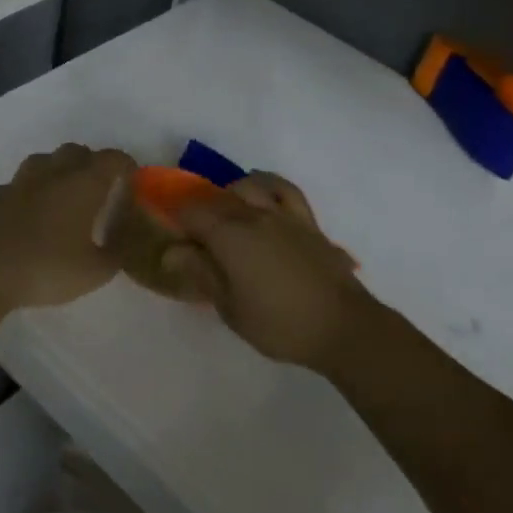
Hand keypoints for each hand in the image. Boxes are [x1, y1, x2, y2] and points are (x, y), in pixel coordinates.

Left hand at [0, 143, 136, 315]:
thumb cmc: (45, 268)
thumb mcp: (94, 272)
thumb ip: (114, 256)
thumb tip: (121, 245)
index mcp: (83, 184)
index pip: (112, 159)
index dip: (126, 165)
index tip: (133, 179)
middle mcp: (52, 173)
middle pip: (76, 152)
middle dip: (91, 163)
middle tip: (99, 187)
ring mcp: (19, 182)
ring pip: (44, 161)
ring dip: (58, 170)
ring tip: (64, 195)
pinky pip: (19, 184)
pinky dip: (31, 191)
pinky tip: (30, 213)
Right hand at [171, 172, 373, 370]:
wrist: (342, 326)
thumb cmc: (279, 324)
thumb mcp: (230, 308)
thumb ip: (202, 273)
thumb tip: (171, 252)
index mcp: (230, 236)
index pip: (191, 211)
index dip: (176, 220)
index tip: (173, 238)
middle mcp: (253, 214)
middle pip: (216, 197)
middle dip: (199, 210)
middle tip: (194, 237)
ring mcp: (283, 214)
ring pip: (249, 186)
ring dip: (230, 195)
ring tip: (227, 215)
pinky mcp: (307, 220)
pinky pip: (284, 189)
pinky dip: (267, 185)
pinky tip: (262, 196)